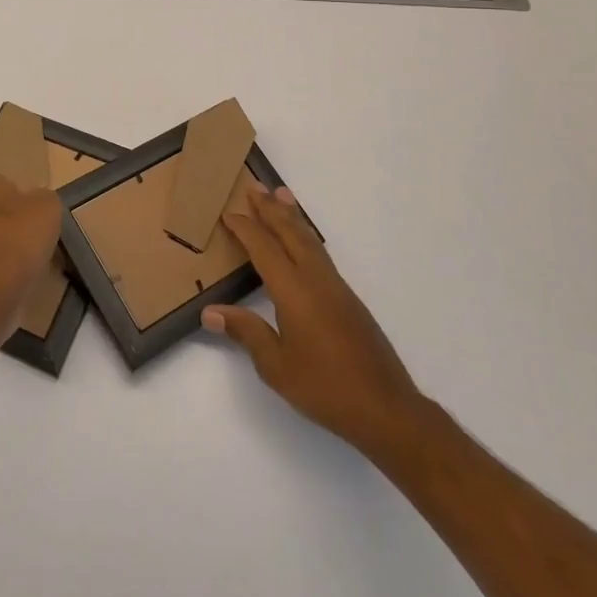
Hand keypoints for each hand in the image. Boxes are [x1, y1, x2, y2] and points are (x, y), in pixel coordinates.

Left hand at [0, 172, 63, 324]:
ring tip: (26, 265)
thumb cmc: (17, 243)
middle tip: (34, 241)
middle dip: (12, 223)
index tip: (39, 221)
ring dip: (3, 247)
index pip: (6, 184)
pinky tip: (11, 281)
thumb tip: (36, 203)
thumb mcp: (48, 208)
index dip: (26, 202)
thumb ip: (44, 198)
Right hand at [203, 183, 427, 454]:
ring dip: (292, 217)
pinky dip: (306, 236)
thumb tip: (210, 312)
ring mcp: (337, 287)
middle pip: (291, 233)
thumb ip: (245, 332)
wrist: (386, 409)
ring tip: (281, 196)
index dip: (245, 229)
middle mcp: (317, 280)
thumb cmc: (325, 388)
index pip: (265, 249)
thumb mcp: (276, 365)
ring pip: (310, 240)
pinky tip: (302, 241)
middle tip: (255, 187)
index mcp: (295, 291)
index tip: (228, 213)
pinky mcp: (349, 300)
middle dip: (271, 210)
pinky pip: (321, 254)